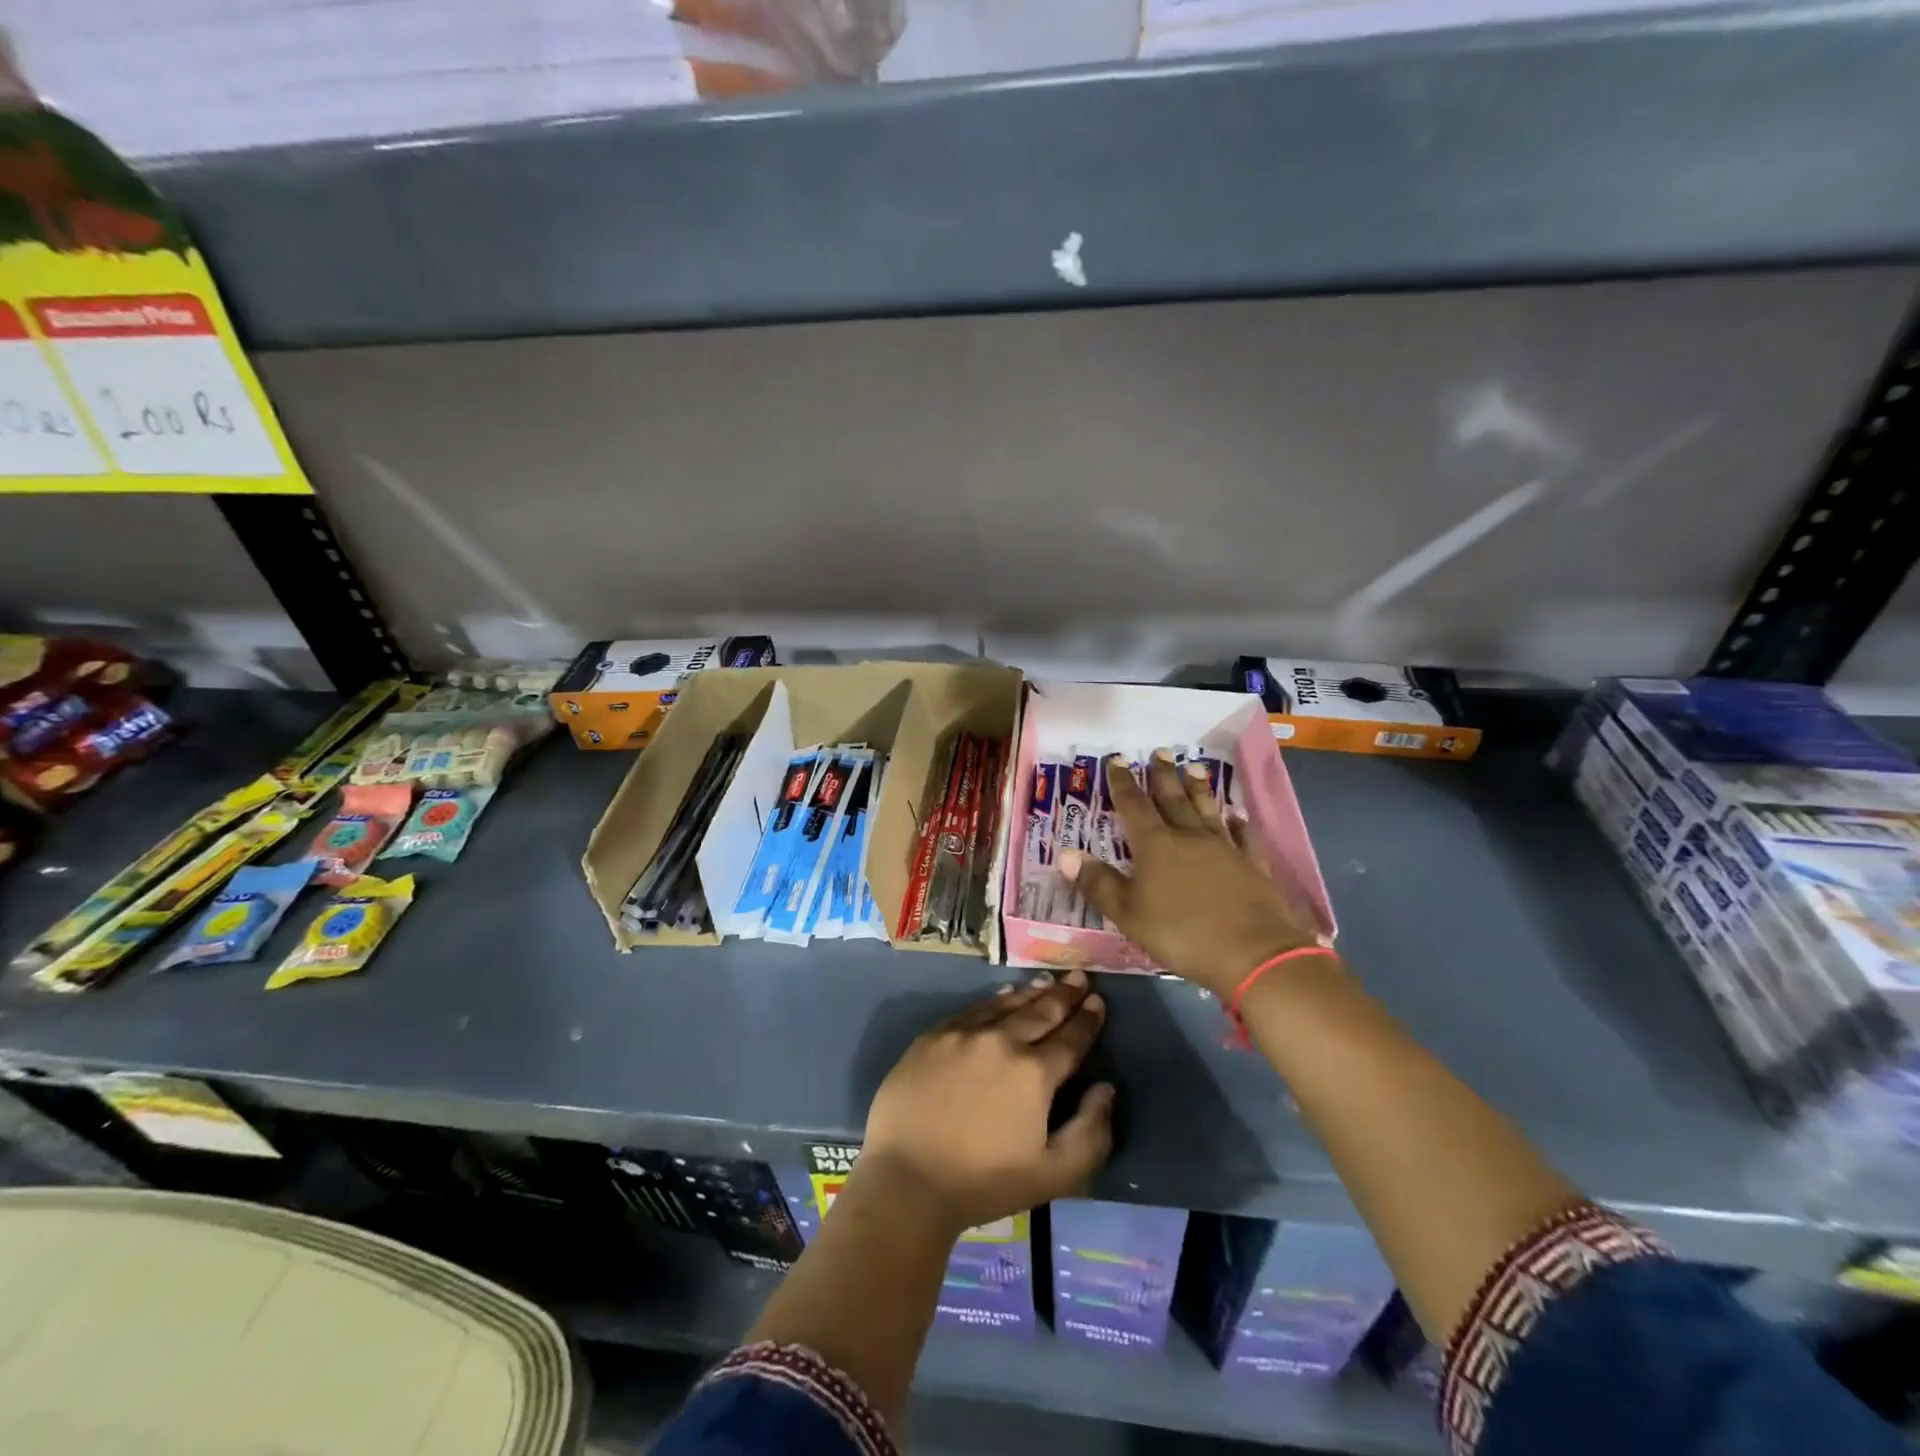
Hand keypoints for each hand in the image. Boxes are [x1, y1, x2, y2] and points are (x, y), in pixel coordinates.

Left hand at [858, 970, 1114, 1236]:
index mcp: (1034, 1073)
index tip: (1098, 1001)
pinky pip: (973, 1009)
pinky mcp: (934, 1036)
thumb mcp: (1054, 1174)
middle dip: (1064, 994)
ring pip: (1007, 1005)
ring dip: (1032, 992)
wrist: (908, 1179)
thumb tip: (1105, 1088)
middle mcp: (1002, 1041)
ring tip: (1048, 980)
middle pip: (1041, 1012)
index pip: (1071, 1038)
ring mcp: (964, 1034)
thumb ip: (1091, 1132)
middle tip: (1079, 976)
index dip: (1087, 1020)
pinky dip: (995, 999)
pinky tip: (1004, 995)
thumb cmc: (984, 1182)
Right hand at [1060, 751, 1321, 996]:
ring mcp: (1225, 849)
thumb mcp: (1128, 914)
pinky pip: (1244, 836)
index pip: (1133, 806)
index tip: (1117, 760)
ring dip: (1199, 789)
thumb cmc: (1182, 934)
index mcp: (1156, 846)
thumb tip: (1064, 854)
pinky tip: (1237, 815)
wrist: (1254, 954)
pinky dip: (1238, 823)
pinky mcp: (1253, 866)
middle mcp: (1190, 837)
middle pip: (1173, 799)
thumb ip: (1098, 883)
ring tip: (1195, 767)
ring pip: (1208, 810)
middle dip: (1163, 775)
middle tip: (1161, 752)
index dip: (1122, 783)